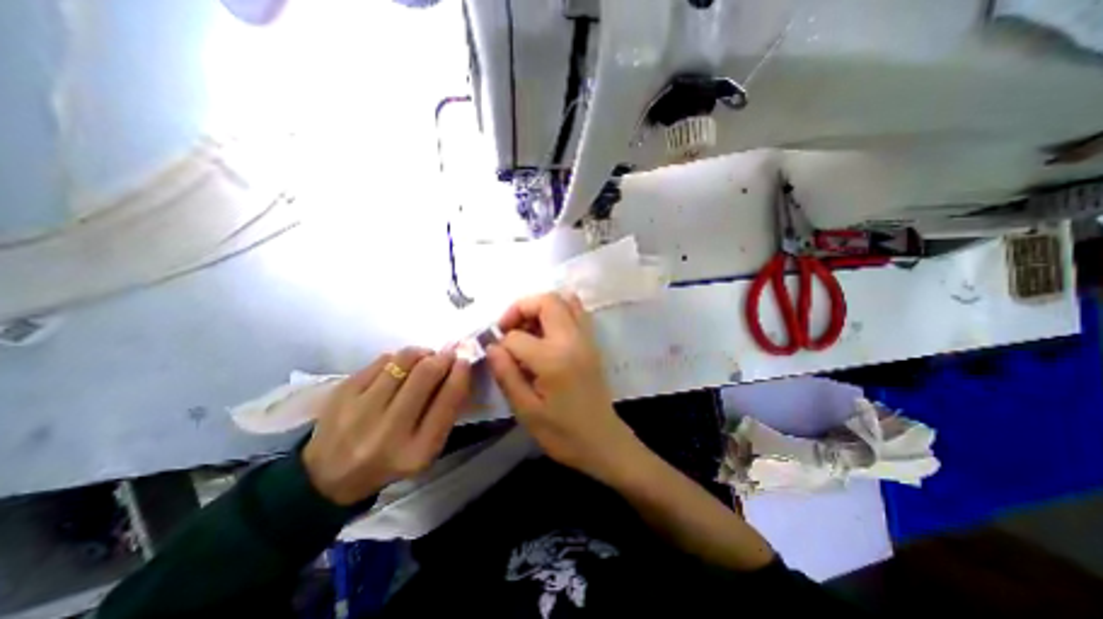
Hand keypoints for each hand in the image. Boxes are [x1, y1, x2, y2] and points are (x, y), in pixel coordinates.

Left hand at [303, 345, 470, 505]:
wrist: (329, 477)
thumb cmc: (391, 460)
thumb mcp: (426, 448)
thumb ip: (445, 411)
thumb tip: (459, 367)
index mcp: (417, 451)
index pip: (448, 400)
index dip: (461, 373)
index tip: (465, 360)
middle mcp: (388, 432)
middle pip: (426, 374)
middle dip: (442, 357)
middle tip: (447, 354)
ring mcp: (360, 411)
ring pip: (403, 360)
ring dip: (422, 353)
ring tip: (424, 358)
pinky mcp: (342, 394)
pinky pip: (382, 360)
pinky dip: (398, 358)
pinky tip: (399, 367)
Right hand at [487, 292, 642, 480]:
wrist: (602, 440)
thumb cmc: (562, 432)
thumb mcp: (526, 411)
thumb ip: (506, 374)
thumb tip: (491, 346)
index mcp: (554, 359)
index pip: (517, 337)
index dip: (501, 344)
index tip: (497, 357)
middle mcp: (573, 339)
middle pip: (546, 301)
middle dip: (520, 308)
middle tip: (507, 329)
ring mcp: (586, 337)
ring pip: (564, 299)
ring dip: (539, 307)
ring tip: (526, 329)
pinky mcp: (592, 341)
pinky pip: (576, 310)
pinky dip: (557, 310)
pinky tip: (545, 332)